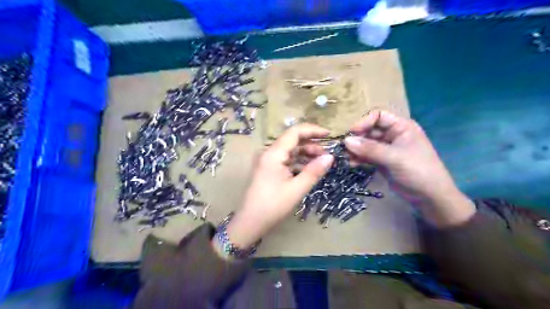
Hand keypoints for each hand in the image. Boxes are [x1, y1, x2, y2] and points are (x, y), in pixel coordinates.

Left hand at [224, 123, 334, 248]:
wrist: (250, 222)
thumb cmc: (273, 206)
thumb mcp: (297, 189)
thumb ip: (314, 171)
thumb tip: (331, 157)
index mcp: (273, 153)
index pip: (295, 132)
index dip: (313, 130)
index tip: (329, 134)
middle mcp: (269, 152)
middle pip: (292, 140)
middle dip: (311, 144)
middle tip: (327, 154)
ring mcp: (267, 161)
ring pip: (290, 150)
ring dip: (305, 153)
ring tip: (321, 162)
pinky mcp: (268, 169)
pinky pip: (286, 160)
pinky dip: (298, 162)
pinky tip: (309, 169)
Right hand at [344, 111, 474, 226]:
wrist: (429, 197)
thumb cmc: (417, 171)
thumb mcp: (394, 157)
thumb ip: (369, 148)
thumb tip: (346, 141)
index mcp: (401, 127)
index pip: (378, 116)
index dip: (364, 122)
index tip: (351, 133)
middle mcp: (393, 135)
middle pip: (369, 130)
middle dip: (357, 138)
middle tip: (343, 148)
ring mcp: (386, 149)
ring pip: (366, 144)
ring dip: (355, 149)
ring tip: (345, 157)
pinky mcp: (382, 161)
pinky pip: (367, 155)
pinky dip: (358, 158)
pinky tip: (351, 163)